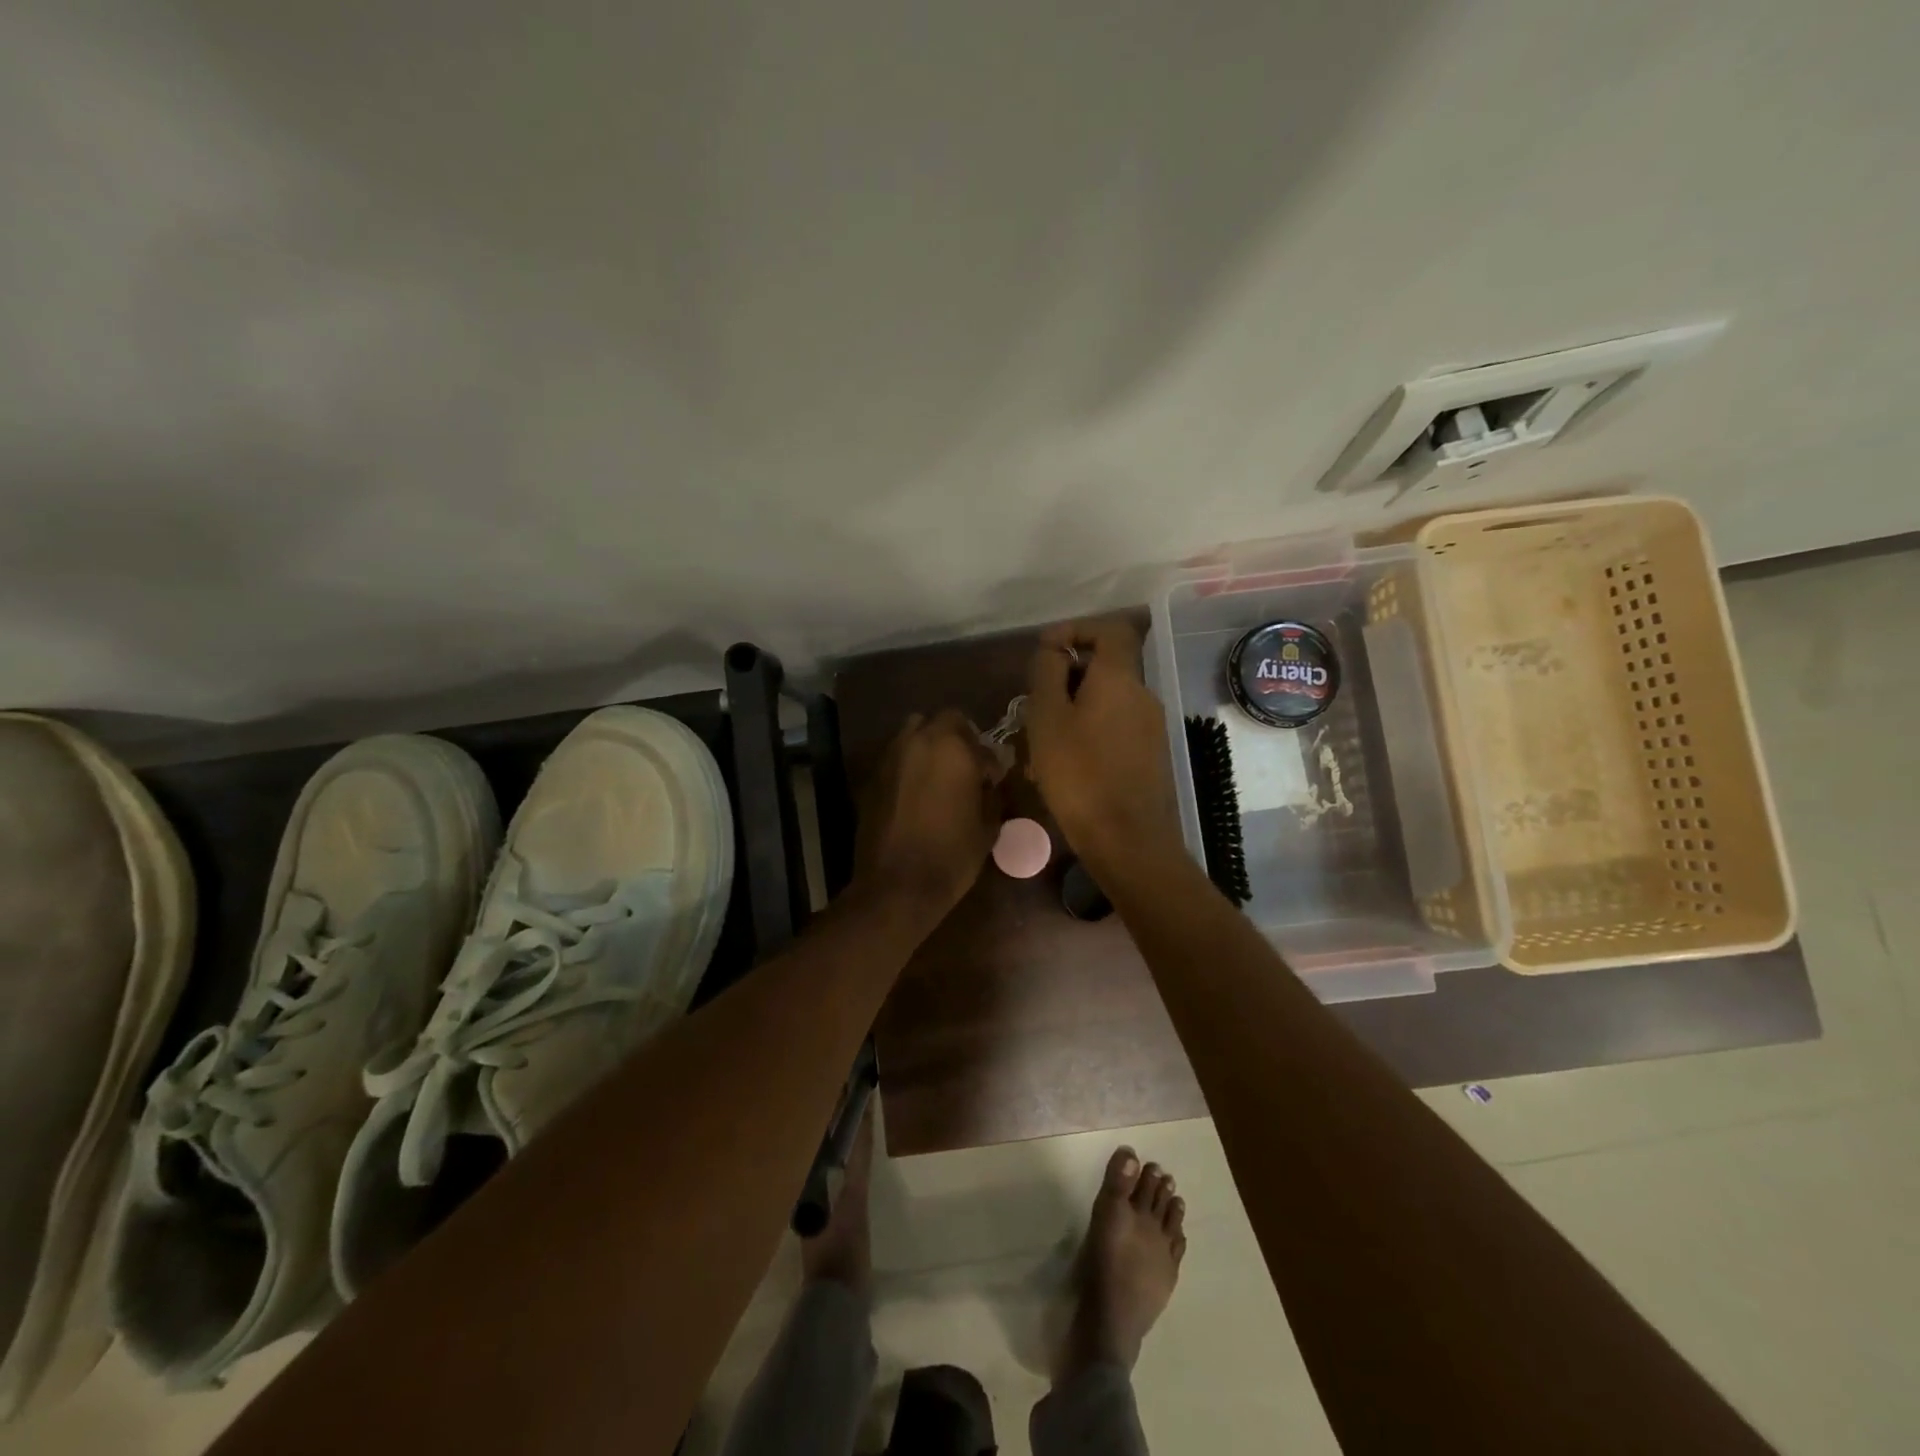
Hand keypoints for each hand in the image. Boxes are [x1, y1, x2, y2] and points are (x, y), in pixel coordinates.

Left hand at [853, 709, 1004, 925]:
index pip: (978, 739)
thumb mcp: (987, 827)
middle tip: (967, 768)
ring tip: (940, 776)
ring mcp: (890, 757)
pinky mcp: (872, 777)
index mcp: (952, 748)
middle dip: (958, 739)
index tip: (993, 780)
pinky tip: (917, 793)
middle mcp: (918, 741)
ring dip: (930, 746)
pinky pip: (896, 758)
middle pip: (942, 721)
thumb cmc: (951, 856)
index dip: (989, 760)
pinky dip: (909, 766)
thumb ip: (992, 795)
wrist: (896, 886)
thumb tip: (990, 783)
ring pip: (913, 733)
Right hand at [1024, 618, 1184, 879]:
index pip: (1111, 629)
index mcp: (1120, 678)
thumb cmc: (1079, 775)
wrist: (1128, 840)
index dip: (1078, 629)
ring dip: (1075, 710)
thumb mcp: (1048, 718)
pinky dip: (1089, 733)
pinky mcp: (1151, 756)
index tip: (1047, 650)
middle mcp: (1143, 695)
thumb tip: (1055, 650)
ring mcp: (1151, 727)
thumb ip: (1048, 673)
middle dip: (1068, 678)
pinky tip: (1066, 766)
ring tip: (1042, 742)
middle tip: (1035, 705)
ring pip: (1107, 702)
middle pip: (1106, 667)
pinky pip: (1116, 728)